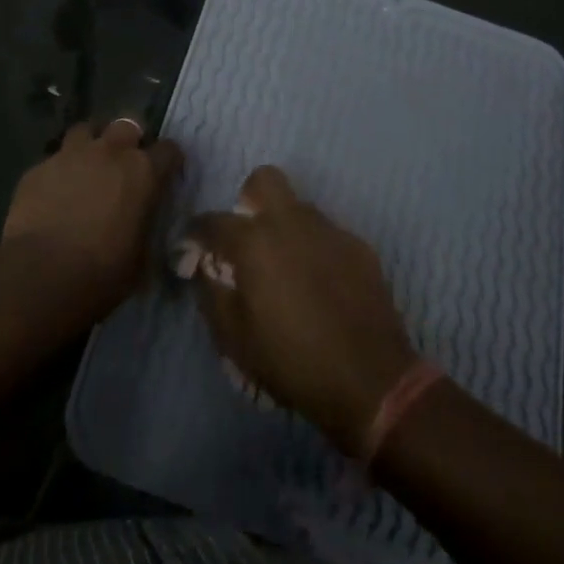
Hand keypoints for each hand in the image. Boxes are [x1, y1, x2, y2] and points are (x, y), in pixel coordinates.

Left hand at [3, 119, 181, 319]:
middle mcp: (109, 152)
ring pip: (85, 130)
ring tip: (88, 165)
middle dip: (130, 139)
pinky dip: (60, 170)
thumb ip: (145, 226)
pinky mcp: (38, 168)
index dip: (168, 161)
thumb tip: (142, 223)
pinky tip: (55, 192)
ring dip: (92, 143)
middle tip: (125, 162)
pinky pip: (54, 159)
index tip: (165, 173)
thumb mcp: (141, 257)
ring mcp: (70, 155)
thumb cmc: (103, 272)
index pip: (168, 150)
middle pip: (126, 126)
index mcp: (142, 172)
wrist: (42, 274)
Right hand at [186, 166, 418, 454]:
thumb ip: (212, 295)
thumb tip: (206, 270)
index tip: (192, 250)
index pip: (212, 221)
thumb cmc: (292, 361)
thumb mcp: (235, 339)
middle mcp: (291, 223)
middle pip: (264, 180)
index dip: (196, 234)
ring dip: (285, 227)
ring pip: (299, 208)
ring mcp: (330, 231)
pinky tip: (321, 285)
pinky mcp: (360, 247)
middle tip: (248, 239)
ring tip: (288, 269)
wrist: (372, 382)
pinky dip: (316, 249)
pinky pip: (327, 234)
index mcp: (254, 242)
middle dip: (249, 200)